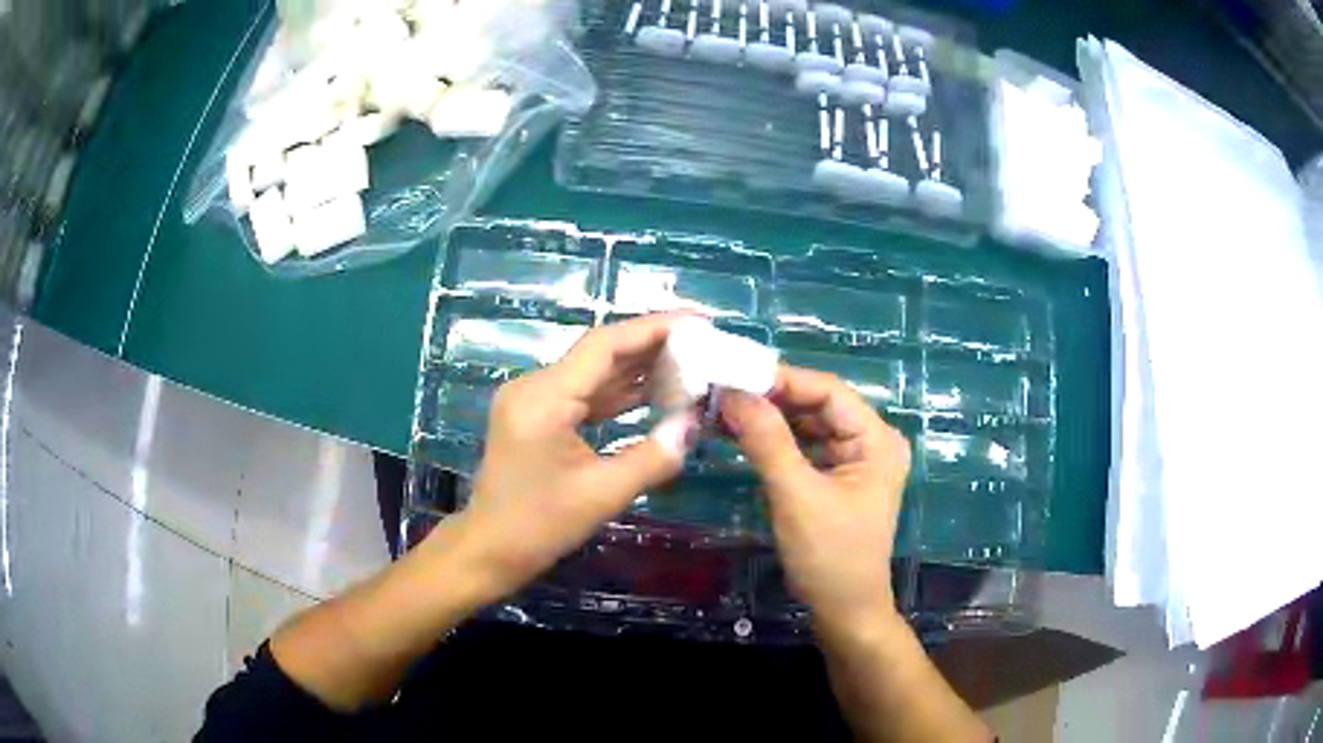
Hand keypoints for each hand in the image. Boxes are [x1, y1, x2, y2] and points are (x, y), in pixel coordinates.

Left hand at [435, 313, 699, 601]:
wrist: (489, 549)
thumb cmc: (540, 526)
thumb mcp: (604, 494)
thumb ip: (654, 456)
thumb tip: (693, 424)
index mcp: (545, 398)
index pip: (604, 345)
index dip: (653, 328)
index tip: (697, 323)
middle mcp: (534, 386)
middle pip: (599, 353)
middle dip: (651, 346)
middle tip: (701, 344)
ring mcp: (532, 399)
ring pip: (592, 372)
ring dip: (636, 369)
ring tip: (688, 365)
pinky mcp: (536, 415)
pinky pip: (582, 394)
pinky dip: (617, 393)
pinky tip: (653, 392)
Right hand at [721, 366, 911, 634]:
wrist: (843, 611)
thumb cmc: (829, 555)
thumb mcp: (796, 495)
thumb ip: (767, 440)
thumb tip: (732, 393)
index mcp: (876, 439)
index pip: (827, 390)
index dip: (781, 380)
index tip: (732, 378)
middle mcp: (871, 441)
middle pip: (818, 404)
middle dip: (771, 399)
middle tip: (720, 393)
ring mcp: (855, 460)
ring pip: (808, 424)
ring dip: (769, 418)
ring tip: (723, 410)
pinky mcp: (837, 477)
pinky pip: (804, 447)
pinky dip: (775, 441)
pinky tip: (742, 435)